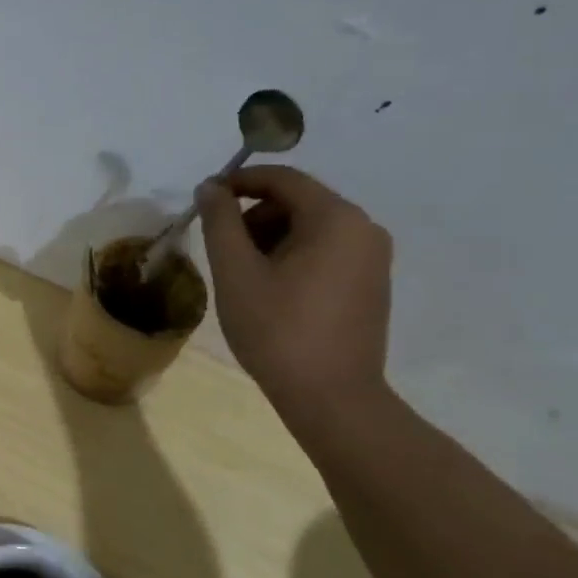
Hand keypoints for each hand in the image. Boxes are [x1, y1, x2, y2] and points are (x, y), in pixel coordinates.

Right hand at [196, 166, 392, 411]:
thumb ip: (220, 222)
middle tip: (220, 247)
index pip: (282, 179)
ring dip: (270, 238)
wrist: (332, 398)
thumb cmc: (277, 330)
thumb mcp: (236, 273)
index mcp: (336, 218)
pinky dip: (292, 256)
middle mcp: (364, 228)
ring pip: (311, 228)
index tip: (205, 199)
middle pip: (298, 201)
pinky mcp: (371, 284)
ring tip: (241, 274)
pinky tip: (269, 290)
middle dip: (253, 215)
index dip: (239, 181)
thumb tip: (210, 187)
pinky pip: (326, 251)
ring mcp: (372, 258)